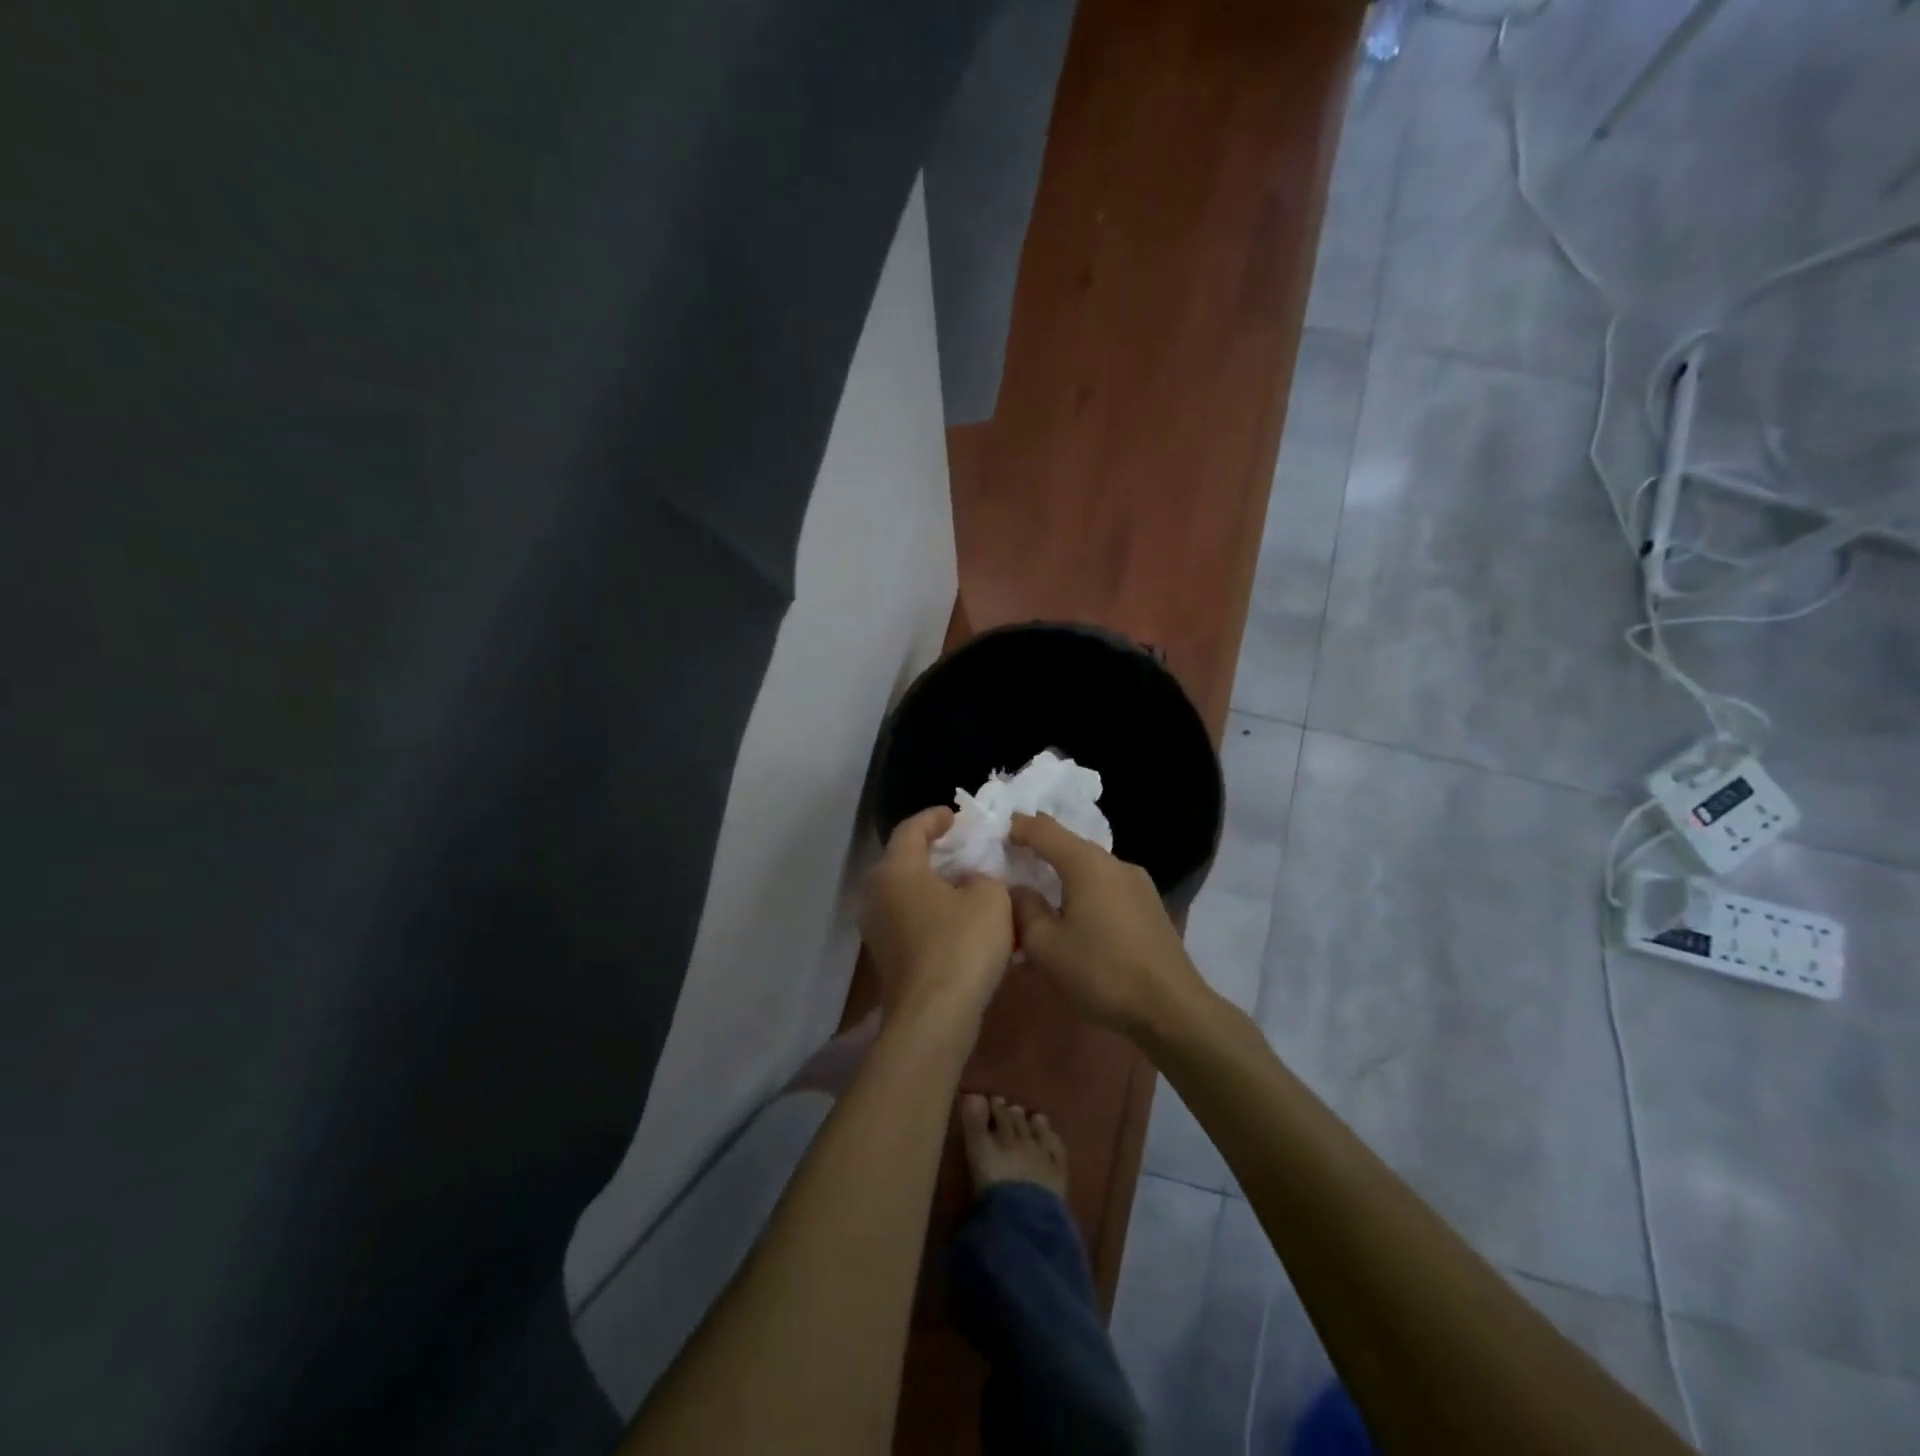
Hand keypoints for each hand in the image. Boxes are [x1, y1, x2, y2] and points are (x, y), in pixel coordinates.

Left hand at [862, 807, 1013, 1029]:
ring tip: (965, 882)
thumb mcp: (991, 897)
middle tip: (963, 847)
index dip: (935, 818)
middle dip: (933, 850)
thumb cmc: (961, 945)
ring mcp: (876, 927)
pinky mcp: (885, 955)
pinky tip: (958, 918)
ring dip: (932, 882)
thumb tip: (973, 882)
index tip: (957, 816)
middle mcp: (876, 893)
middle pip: (902, 858)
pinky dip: (930, 909)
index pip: (911, 828)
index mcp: (895, 869)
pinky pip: (907, 917)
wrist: (934, 1017)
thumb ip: (984, 876)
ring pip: (904, 890)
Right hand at [1007, 813, 1208, 1036]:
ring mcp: (1137, 882)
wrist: (1171, 1008)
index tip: (991, 834)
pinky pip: (1106, 886)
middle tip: (1009, 863)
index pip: (1042, 828)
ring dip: (1062, 875)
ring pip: (1089, 867)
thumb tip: (1017, 888)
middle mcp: (1114, 862)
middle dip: (1037, 851)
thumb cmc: (1101, 971)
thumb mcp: (1045, 946)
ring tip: (1040, 894)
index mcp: (1086, 863)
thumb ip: (1023, 908)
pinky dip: (1084, 891)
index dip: (1015, 827)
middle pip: (1068, 845)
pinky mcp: (1149, 905)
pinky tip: (1075, 917)